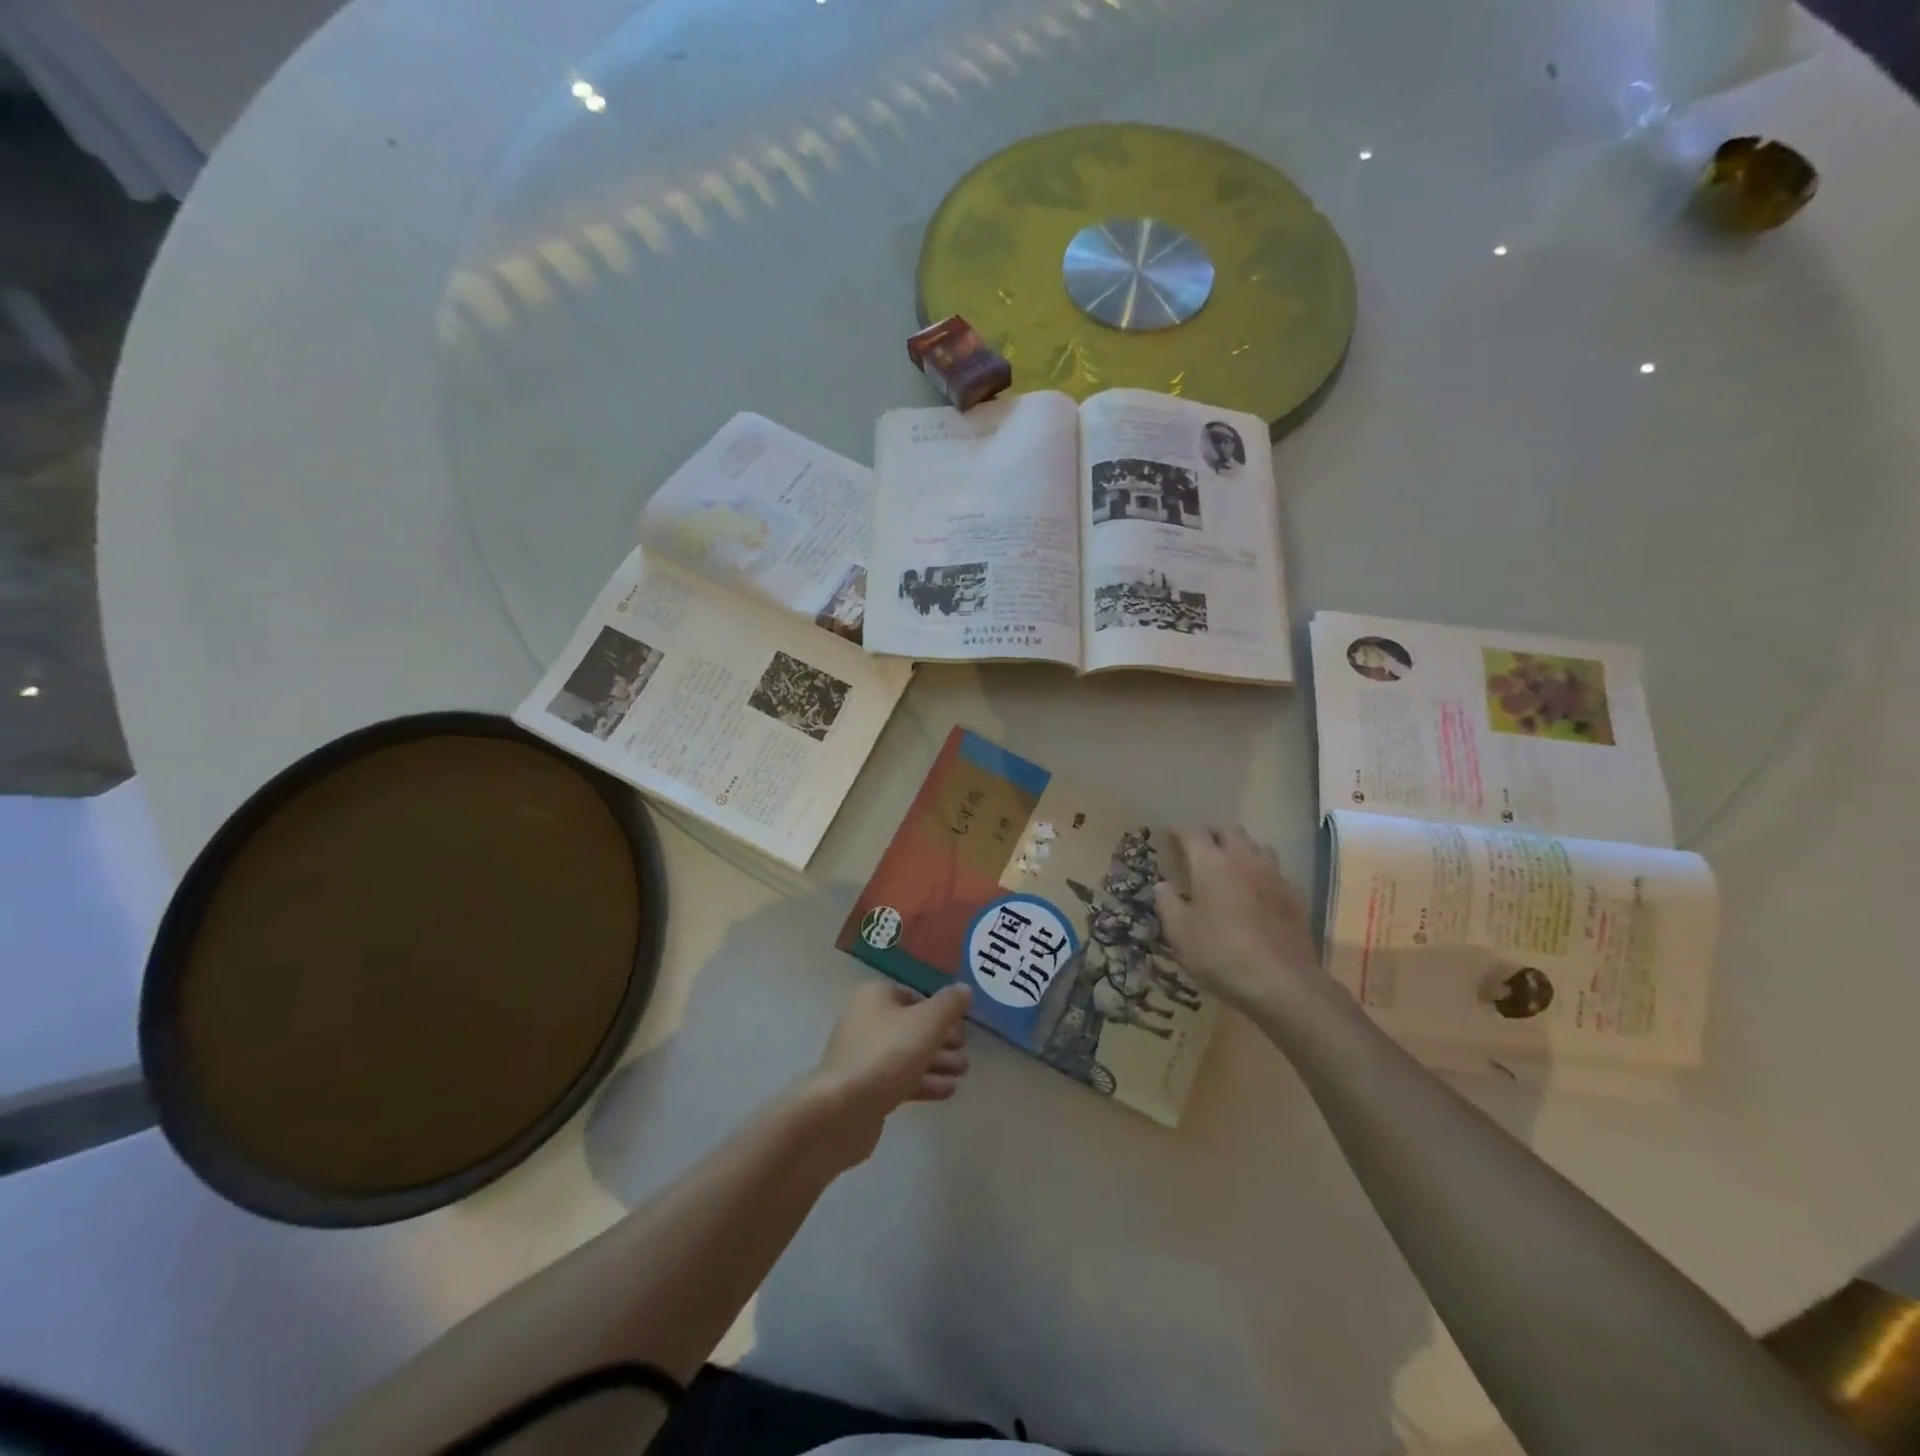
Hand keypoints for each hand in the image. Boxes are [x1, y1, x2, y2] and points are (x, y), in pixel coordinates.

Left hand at [801, 982, 971, 1165]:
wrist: (841, 1111)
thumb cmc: (886, 1055)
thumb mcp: (927, 1023)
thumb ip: (949, 1005)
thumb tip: (964, 989)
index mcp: (876, 996)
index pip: (915, 996)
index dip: (941, 1011)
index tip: (962, 1027)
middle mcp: (866, 1020)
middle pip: (912, 1026)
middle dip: (942, 1040)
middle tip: (965, 1053)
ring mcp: (863, 1055)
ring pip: (908, 1053)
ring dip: (937, 1062)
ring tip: (962, 1072)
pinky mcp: (864, 1087)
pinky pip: (899, 1077)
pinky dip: (923, 1081)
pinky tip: (948, 1091)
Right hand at [1155, 827, 1318, 1015]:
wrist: (1282, 983)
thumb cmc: (1220, 954)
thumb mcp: (1180, 934)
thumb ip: (1167, 904)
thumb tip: (1162, 885)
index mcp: (1211, 864)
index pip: (1193, 833)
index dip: (1180, 830)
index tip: (1171, 834)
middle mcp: (1244, 860)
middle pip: (1230, 832)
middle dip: (1213, 834)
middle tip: (1200, 848)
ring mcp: (1273, 876)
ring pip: (1257, 847)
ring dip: (1241, 849)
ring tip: (1230, 864)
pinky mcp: (1294, 896)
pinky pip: (1275, 871)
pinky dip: (1261, 872)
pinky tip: (1256, 891)